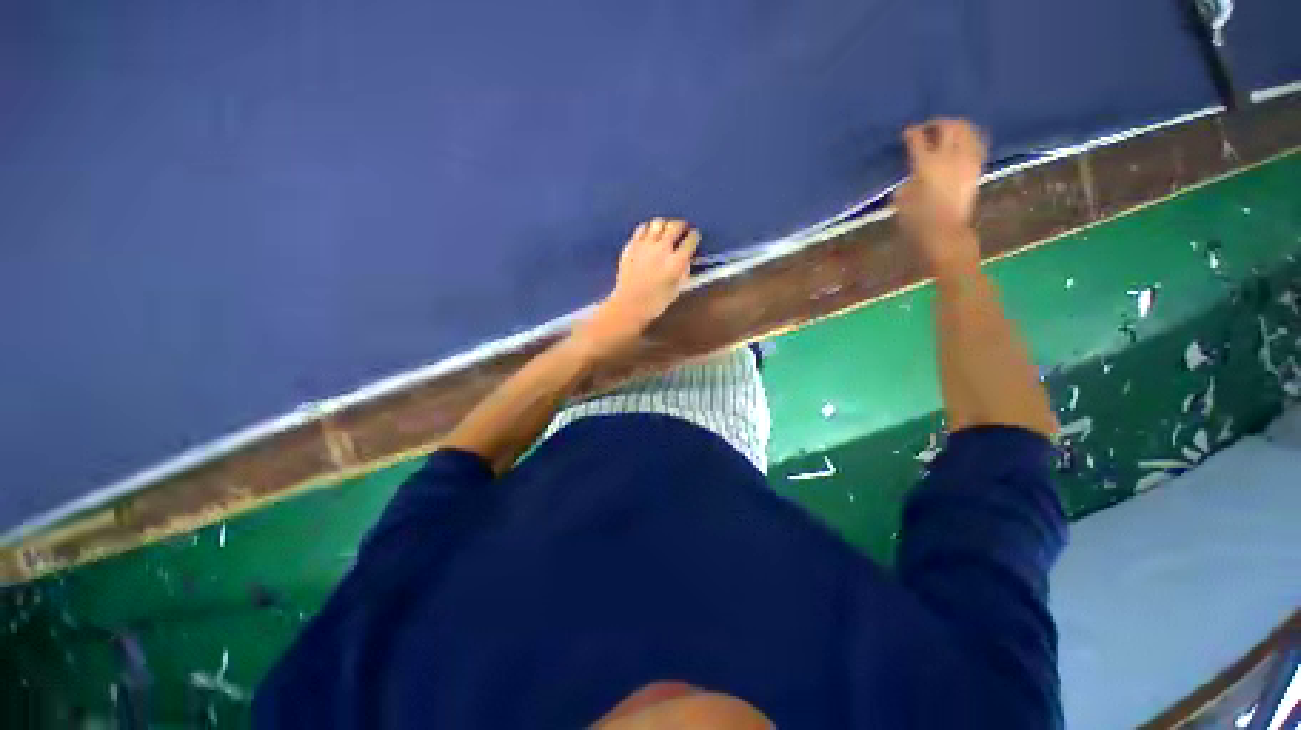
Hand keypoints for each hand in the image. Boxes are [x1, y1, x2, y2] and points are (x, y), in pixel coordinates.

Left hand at [575, 217, 699, 358]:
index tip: (694, 236)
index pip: (691, 240)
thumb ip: (684, 272)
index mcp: (676, 262)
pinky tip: (649, 235)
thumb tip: (686, 259)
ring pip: (658, 223)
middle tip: (682, 229)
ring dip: (664, 225)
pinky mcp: (632, 245)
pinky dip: (648, 229)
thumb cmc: (656, 302)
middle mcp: (662, 249)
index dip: (694, 236)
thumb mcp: (677, 289)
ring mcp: (645, 245)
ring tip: (665, 230)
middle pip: (675, 226)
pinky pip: (642, 229)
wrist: (630, 304)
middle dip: (681, 225)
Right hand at [893, 118, 986, 269]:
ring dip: (956, 126)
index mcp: (926, 164)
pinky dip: (970, 137)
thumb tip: (913, 172)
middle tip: (927, 129)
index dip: (911, 133)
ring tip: (946, 132)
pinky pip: (977, 142)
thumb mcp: (901, 200)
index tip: (906, 134)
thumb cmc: (916, 221)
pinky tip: (963, 141)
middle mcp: (949, 156)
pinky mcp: (977, 168)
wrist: (945, 234)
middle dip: (936, 124)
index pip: (918, 139)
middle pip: (947, 127)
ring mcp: (967, 160)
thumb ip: (907, 179)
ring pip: (966, 129)